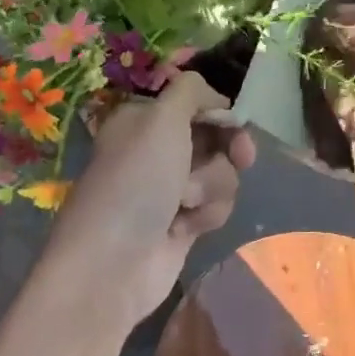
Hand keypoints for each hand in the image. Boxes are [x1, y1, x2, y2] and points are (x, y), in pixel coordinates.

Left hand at [42, 72, 256, 329]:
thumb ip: (191, 91)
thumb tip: (214, 96)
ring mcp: (170, 187)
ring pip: (221, 172)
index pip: (193, 101)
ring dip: (211, 186)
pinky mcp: (183, 221)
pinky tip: (182, 228)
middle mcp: (157, 148)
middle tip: (242, 156)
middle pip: (215, 135)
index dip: (218, 109)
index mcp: (144, 118)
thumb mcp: (161, 118)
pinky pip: (215, 205)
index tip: (235, 119)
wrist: (113, 264)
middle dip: (228, 148)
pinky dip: (206, 213)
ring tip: (185, 203)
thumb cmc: (135, 181)